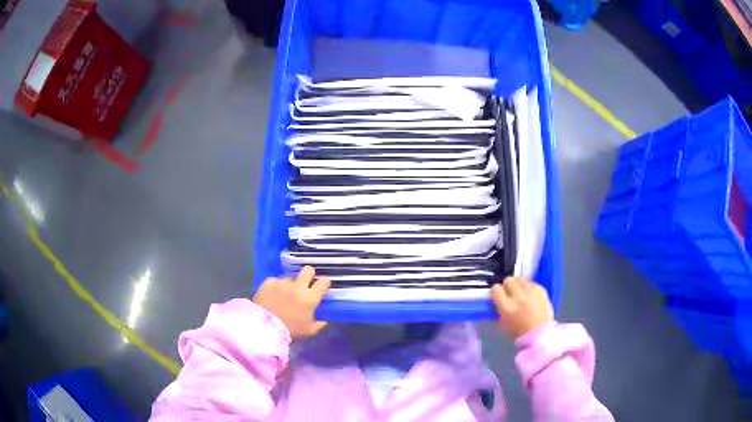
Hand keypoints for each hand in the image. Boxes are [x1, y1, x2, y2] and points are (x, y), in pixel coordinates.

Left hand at [252, 266, 330, 338]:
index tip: (321, 287)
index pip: (323, 282)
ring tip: (284, 294)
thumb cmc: (290, 330)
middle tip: (305, 283)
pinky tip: (272, 295)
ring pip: (290, 277)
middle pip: (308, 270)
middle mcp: (298, 286)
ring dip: (289, 284)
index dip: (324, 283)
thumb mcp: (309, 331)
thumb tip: (324, 320)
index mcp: (310, 298)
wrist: (264, 327)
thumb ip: (319, 324)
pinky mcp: (269, 282)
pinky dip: (275, 287)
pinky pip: (275, 281)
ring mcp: (282, 282)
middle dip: (309, 275)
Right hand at [491, 277, 553, 338]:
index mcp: (506, 307)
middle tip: (509, 293)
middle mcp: (518, 297)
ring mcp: (531, 292)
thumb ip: (497, 310)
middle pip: (508, 280)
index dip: (496, 292)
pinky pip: (531, 283)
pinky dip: (529, 287)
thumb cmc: (518, 332)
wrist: (540, 334)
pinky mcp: (541, 290)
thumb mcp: (501, 324)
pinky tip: (530, 295)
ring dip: (518, 285)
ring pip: (520, 279)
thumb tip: (495, 301)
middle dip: (507, 286)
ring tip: (520, 292)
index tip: (498, 295)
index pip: (496, 289)